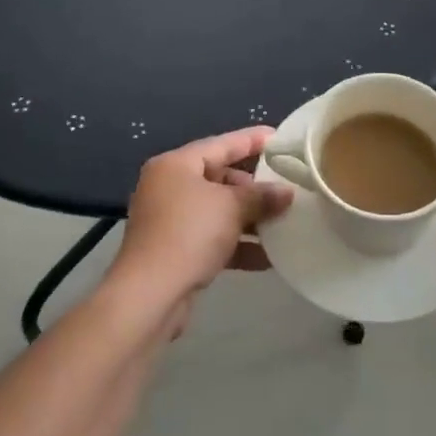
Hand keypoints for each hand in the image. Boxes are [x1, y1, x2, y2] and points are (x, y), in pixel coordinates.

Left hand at [113, 126, 293, 315]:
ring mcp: (170, 220)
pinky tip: (268, 257)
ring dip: (249, 218)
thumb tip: (287, 192)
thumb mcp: (231, 207)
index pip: (222, 144)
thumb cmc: (189, 234)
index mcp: (176, 165)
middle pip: (220, 177)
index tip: (280, 139)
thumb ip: (261, 196)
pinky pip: (213, 238)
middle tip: (285, 189)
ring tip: (283, 222)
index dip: (253, 140)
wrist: (149, 297)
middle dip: (254, 187)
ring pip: (218, 210)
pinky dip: (237, 244)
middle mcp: (169, 186)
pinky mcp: (175, 250)